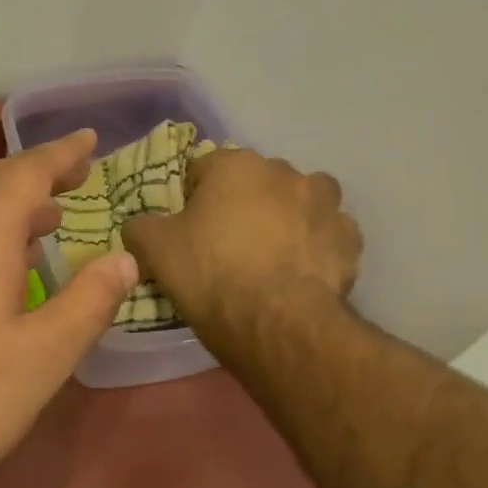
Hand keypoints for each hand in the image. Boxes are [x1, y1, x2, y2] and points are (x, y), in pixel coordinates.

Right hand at [122, 147, 361, 347]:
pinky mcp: (350, 241)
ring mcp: (325, 205)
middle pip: (255, 182)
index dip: (190, 197)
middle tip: (225, 243)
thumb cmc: (210, 273)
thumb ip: (140, 227)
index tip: (185, 227)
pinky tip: (297, 274)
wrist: (276, 322)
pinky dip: (313, 248)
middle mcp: (285, 173)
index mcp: (236, 165)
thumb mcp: (154, 249)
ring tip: (269, 256)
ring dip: (286, 218)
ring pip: (299, 202)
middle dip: (242, 203)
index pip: (203, 168)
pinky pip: (326, 236)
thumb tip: (138, 225)